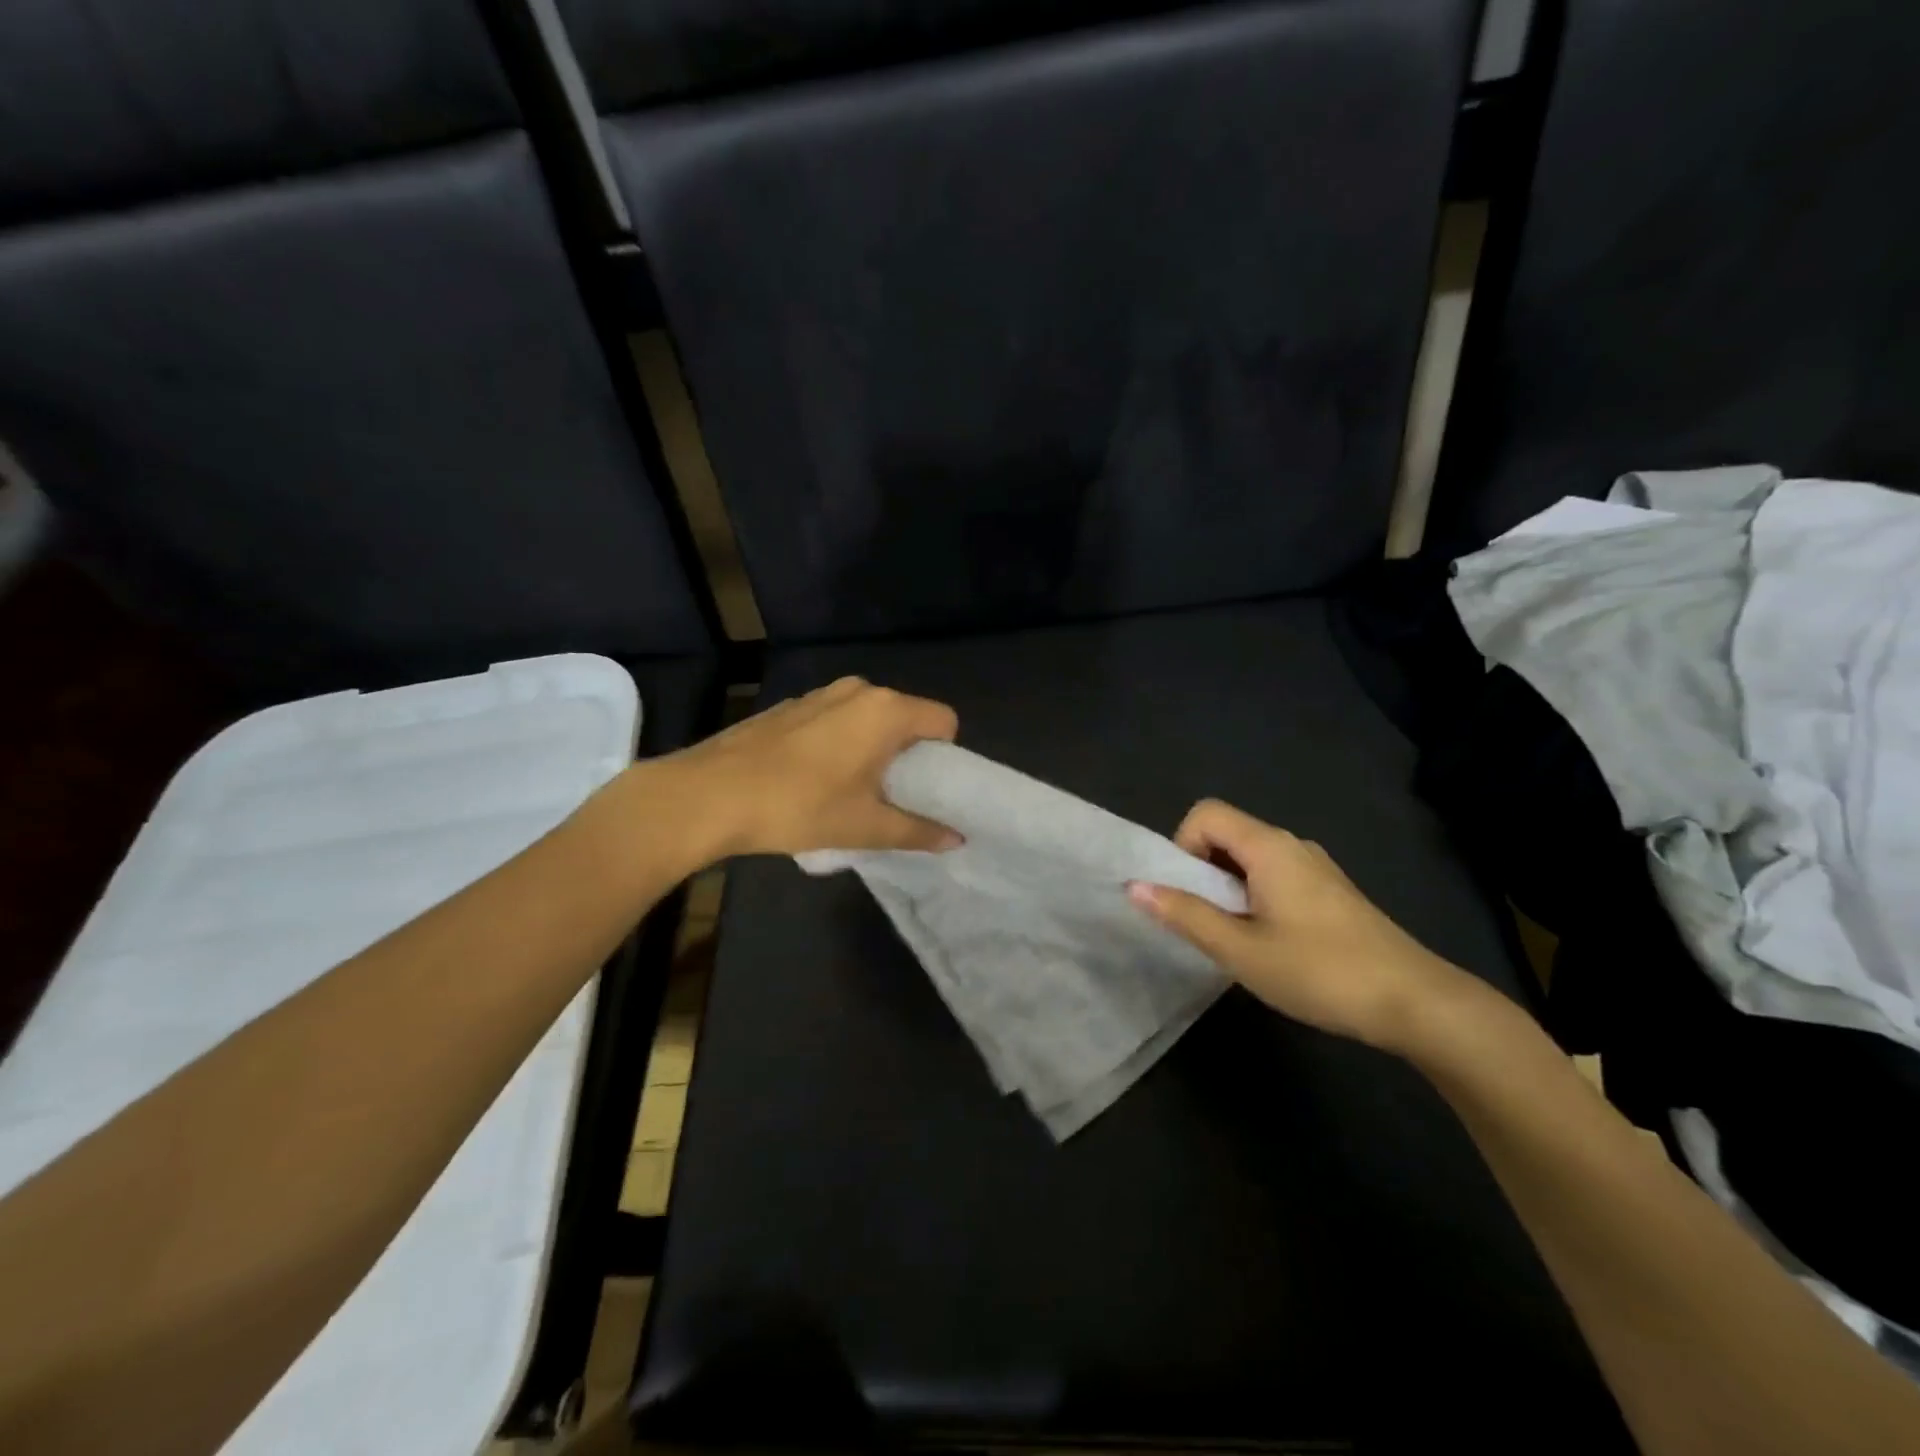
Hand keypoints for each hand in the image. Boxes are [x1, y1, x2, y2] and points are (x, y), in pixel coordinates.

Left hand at [667, 677, 962, 858]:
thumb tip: (957, 839)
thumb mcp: (865, 826)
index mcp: (885, 710)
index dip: (944, 755)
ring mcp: (819, 694)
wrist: (709, 794)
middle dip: (906, 754)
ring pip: (867, 718)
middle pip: (905, 717)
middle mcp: (858, 690)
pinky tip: (811, 778)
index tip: (925, 788)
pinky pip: (835, 719)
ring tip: (849, 790)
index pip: (943, 720)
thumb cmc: (799, 807)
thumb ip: (918, 830)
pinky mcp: (790, 706)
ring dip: (871, 748)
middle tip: (890, 795)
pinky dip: (839, 743)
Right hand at [1128, 800, 1468, 1051]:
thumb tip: (1133, 887)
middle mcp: (1292, 845)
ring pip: (1250, 858)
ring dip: (1227, 888)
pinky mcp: (1331, 892)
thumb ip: (1185, 915)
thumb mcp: (1241, 950)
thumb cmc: (1320, 971)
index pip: (1205, 814)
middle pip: (1226, 833)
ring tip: (1234, 938)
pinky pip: (1274, 875)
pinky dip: (1254, 897)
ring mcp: (1316, 868)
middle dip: (1201, 871)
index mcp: (1269, 847)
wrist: (1417, 1003)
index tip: (1187, 894)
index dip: (1182, 846)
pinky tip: (1269, 943)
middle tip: (1205, 922)